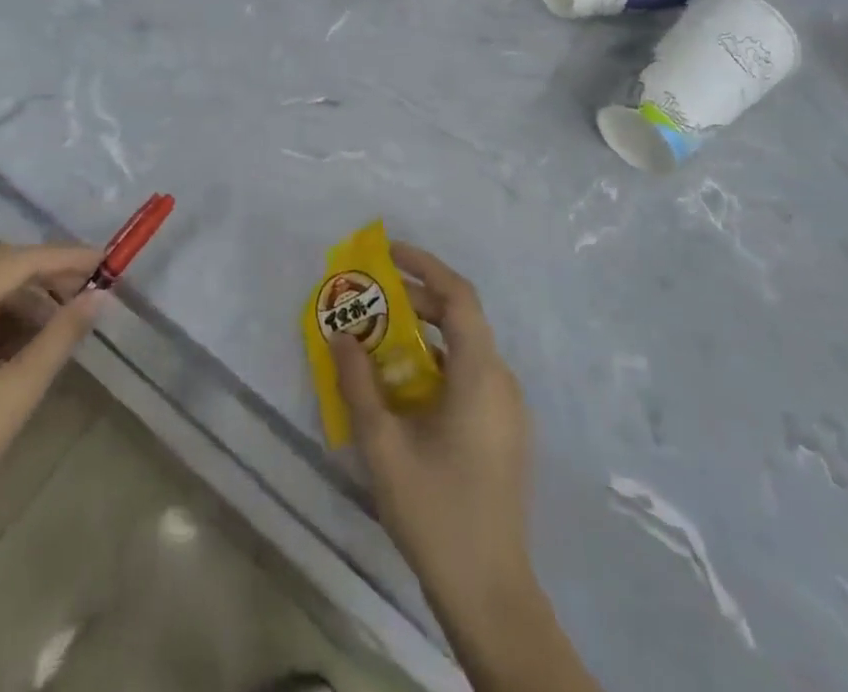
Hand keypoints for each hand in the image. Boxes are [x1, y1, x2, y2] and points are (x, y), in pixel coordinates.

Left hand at [0, 244, 103, 555]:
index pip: (23, 260)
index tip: (107, 261)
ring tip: (69, 317)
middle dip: (50, 272)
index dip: (68, 257)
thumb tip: (99, 296)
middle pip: (4, 266)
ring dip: (31, 296)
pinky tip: (32, 340)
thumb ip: (61, 336)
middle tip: (93, 284)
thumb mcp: (17, 389)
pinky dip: (8, 317)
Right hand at [331, 243, 533, 618]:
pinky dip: (436, 363)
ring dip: (424, 333)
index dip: (426, 265)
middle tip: (372, 298)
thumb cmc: (436, 512)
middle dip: (416, 299)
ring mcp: (507, 409)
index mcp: (480, 375)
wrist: (490, 594)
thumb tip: (340, 334)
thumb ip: (358, 383)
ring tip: (379, 338)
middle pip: (461, 319)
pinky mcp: (503, 431)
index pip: (459, 296)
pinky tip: (403, 387)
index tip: (389, 252)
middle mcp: (501, 382)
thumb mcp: (384, 445)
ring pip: (465, 348)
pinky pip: (469, 376)